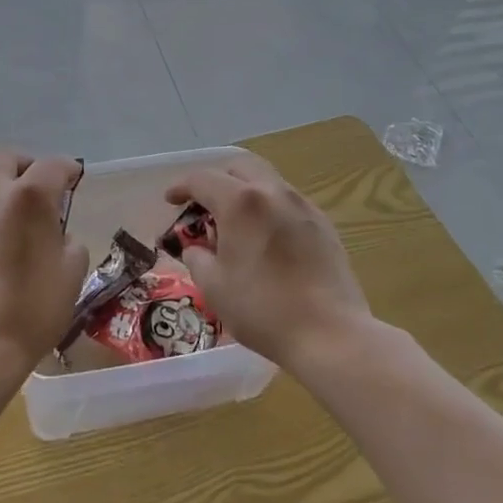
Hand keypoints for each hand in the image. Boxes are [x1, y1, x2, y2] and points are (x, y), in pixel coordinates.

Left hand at [0, 150, 88, 370]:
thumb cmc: (33, 307)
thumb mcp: (72, 272)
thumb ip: (68, 241)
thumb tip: (57, 235)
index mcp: (28, 196)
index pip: (52, 165)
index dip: (68, 169)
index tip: (75, 180)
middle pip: (6, 159)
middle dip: (26, 166)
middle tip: (42, 189)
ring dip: (3, 188)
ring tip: (18, 218)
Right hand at [163, 156, 373, 365]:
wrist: (330, 334)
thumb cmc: (263, 309)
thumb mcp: (214, 287)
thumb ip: (197, 257)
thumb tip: (197, 248)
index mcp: (241, 202)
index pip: (203, 179)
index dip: (181, 187)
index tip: (171, 201)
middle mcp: (273, 192)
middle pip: (240, 167)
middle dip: (217, 180)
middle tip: (204, 205)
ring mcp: (303, 206)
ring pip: (267, 181)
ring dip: (245, 192)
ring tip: (235, 223)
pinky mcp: (324, 225)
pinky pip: (288, 202)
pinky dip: (269, 208)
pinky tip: (265, 238)